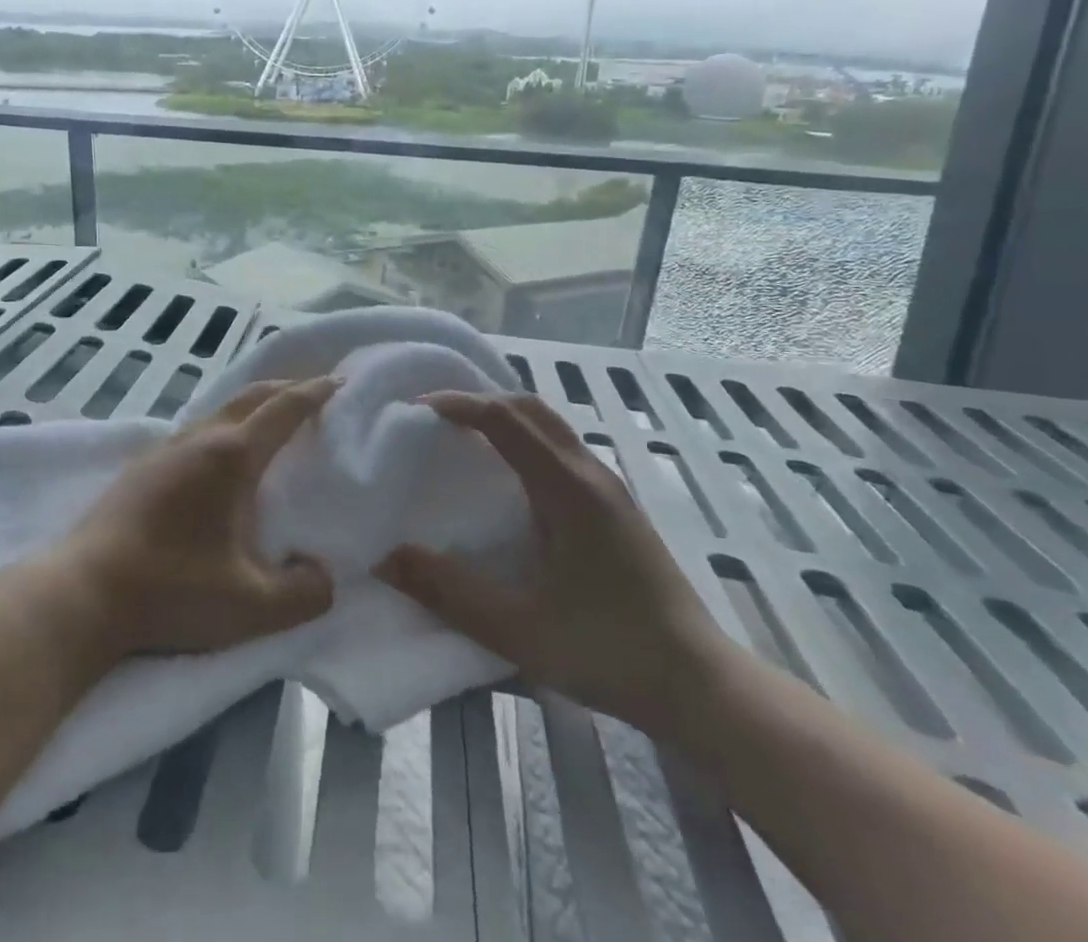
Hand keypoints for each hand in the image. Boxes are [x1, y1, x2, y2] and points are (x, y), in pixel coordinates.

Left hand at [55, 377, 338, 661]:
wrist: (84, 592)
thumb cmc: (172, 590)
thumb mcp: (252, 607)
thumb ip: (304, 593)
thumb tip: (322, 575)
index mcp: (231, 457)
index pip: (283, 409)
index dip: (314, 392)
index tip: (339, 381)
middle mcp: (199, 439)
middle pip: (250, 396)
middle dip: (286, 387)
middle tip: (313, 391)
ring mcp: (164, 449)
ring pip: (218, 409)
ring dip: (251, 405)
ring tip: (271, 420)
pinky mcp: (141, 467)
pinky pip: (195, 429)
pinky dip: (223, 424)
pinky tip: (219, 454)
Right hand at [375, 391, 730, 737]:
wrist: (703, 688)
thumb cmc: (609, 651)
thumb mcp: (518, 629)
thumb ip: (448, 592)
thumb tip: (384, 559)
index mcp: (567, 488)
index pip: (505, 418)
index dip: (458, 404)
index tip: (415, 409)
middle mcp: (590, 474)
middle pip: (530, 408)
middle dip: (478, 400)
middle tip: (433, 418)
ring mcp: (609, 490)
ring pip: (549, 426)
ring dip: (503, 417)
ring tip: (461, 438)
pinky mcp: (617, 509)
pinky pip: (560, 448)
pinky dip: (523, 439)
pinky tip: (507, 477)